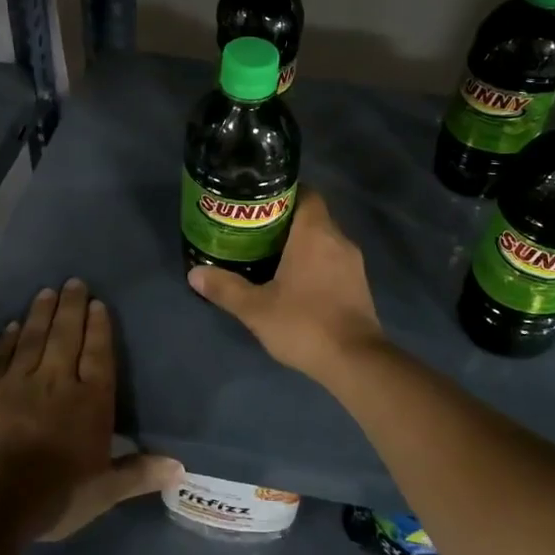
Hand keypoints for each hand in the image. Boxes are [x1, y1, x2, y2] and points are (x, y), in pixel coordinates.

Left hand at [0, 279, 180, 540]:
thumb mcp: (105, 490)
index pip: (98, 355)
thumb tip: (182, 468)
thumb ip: (139, 473)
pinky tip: (12, 325)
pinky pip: (2, 356)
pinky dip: (8, 339)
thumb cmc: (58, 494)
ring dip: (42, 313)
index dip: (99, 328)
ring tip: (47, 291)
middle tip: (74, 282)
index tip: (98, 303)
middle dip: (72, 307)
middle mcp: (58, 381)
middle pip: (67, 336)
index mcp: (91, 401)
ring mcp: (21, 382)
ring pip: (34, 338)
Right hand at [186, 189, 385, 380]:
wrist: (356, 362)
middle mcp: (339, 240)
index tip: (259, 203)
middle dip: (286, 220)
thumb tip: (194, 273)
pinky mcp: (359, 285)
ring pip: (324, 240)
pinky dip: (316, 263)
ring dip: (301, 244)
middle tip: (255, 231)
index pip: (306, 193)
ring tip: (270, 256)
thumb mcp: (256, 308)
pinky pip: (334, 261)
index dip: (284, 193)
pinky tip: (296, 282)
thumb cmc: (304, 324)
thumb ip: (225, 288)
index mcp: (315, 233)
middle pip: (312, 216)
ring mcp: (353, 263)